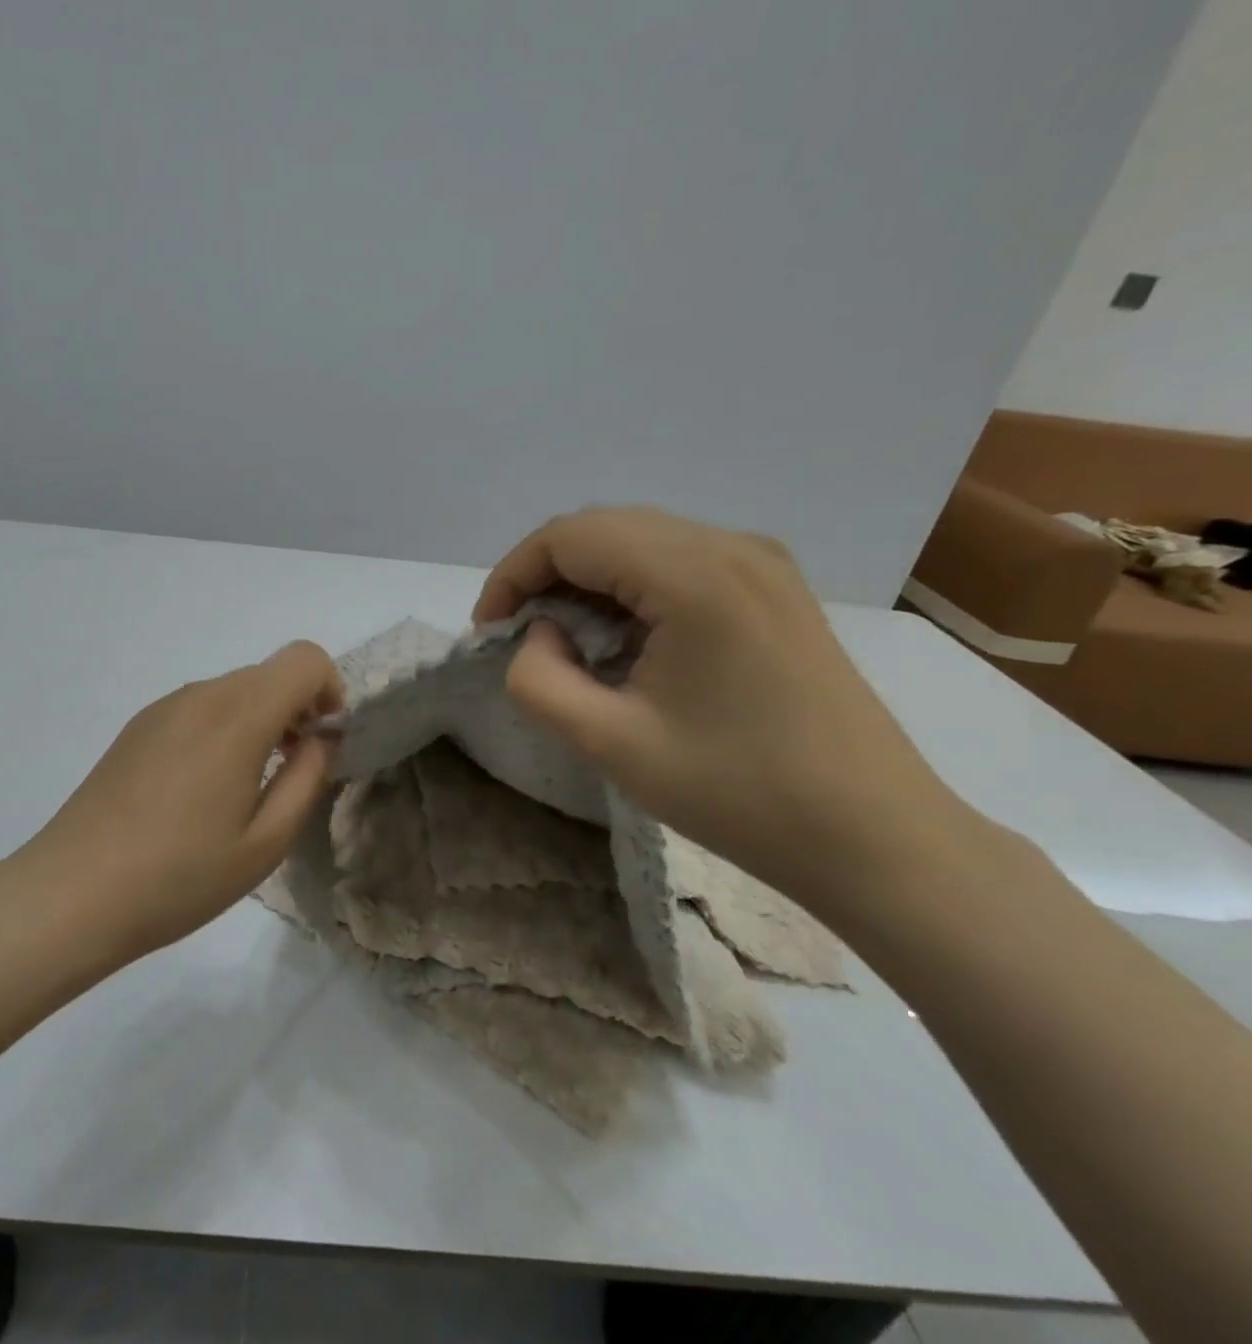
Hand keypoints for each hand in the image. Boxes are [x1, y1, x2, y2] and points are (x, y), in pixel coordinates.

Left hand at [24, 642, 342, 957]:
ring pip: (234, 690)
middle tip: (290, 772)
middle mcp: (201, 695)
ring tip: (243, 788)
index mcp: (239, 715)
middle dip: (296, 709)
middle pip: (269, 674)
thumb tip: (322, 737)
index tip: (321, 743)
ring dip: (258, 720)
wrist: (74, 892)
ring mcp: (164, 707)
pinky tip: (199, 790)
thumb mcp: (266, 842)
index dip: (330, 691)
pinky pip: (199, 708)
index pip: (304, 659)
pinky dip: (222, 728)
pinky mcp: (138, 726)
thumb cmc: (181, 875)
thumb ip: (307, 777)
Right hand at [475, 508, 969, 913]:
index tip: (489, 630)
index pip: (570, 536)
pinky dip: (630, 588)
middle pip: (604, 528)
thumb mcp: (611, 744)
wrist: (876, 837)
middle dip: (544, 573)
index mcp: (694, 575)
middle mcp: (732, 547)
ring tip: (564, 640)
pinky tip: (624, 639)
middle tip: (519, 635)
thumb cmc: (739, 792)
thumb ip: (540, 679)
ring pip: (641, 541)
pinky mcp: (775, 590)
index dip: (512, 574)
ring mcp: (762, 564)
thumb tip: (542, 634)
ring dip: (586, 580)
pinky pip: (679, 562)